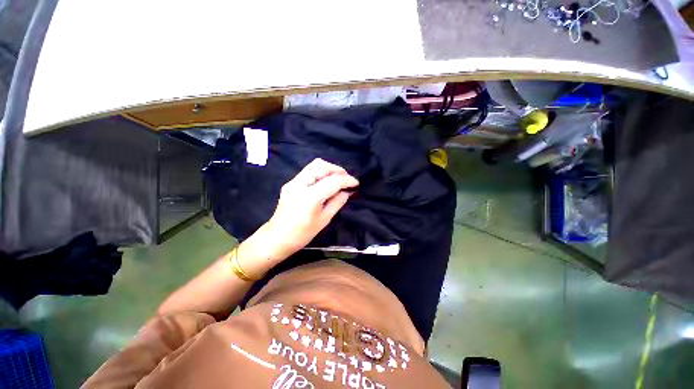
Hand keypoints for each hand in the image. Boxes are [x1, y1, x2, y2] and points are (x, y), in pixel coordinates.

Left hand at [261, 158, 358, 260]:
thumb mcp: (324, 219)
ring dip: (329, 169)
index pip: (333, 181)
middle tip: (347, 179)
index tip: (356, 183)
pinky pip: (308, 171)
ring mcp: (293, 182)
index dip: (347, 180)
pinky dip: (320, 172)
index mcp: (311, 196)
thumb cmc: (303, 233)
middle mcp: (301, 184)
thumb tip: (347, 192)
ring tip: (338, 178)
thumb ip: (337, 202)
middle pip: (322, 166)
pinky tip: (325, 181)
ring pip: (314, 165)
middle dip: (338, 170)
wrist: (277, 238)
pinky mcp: (290, 183)